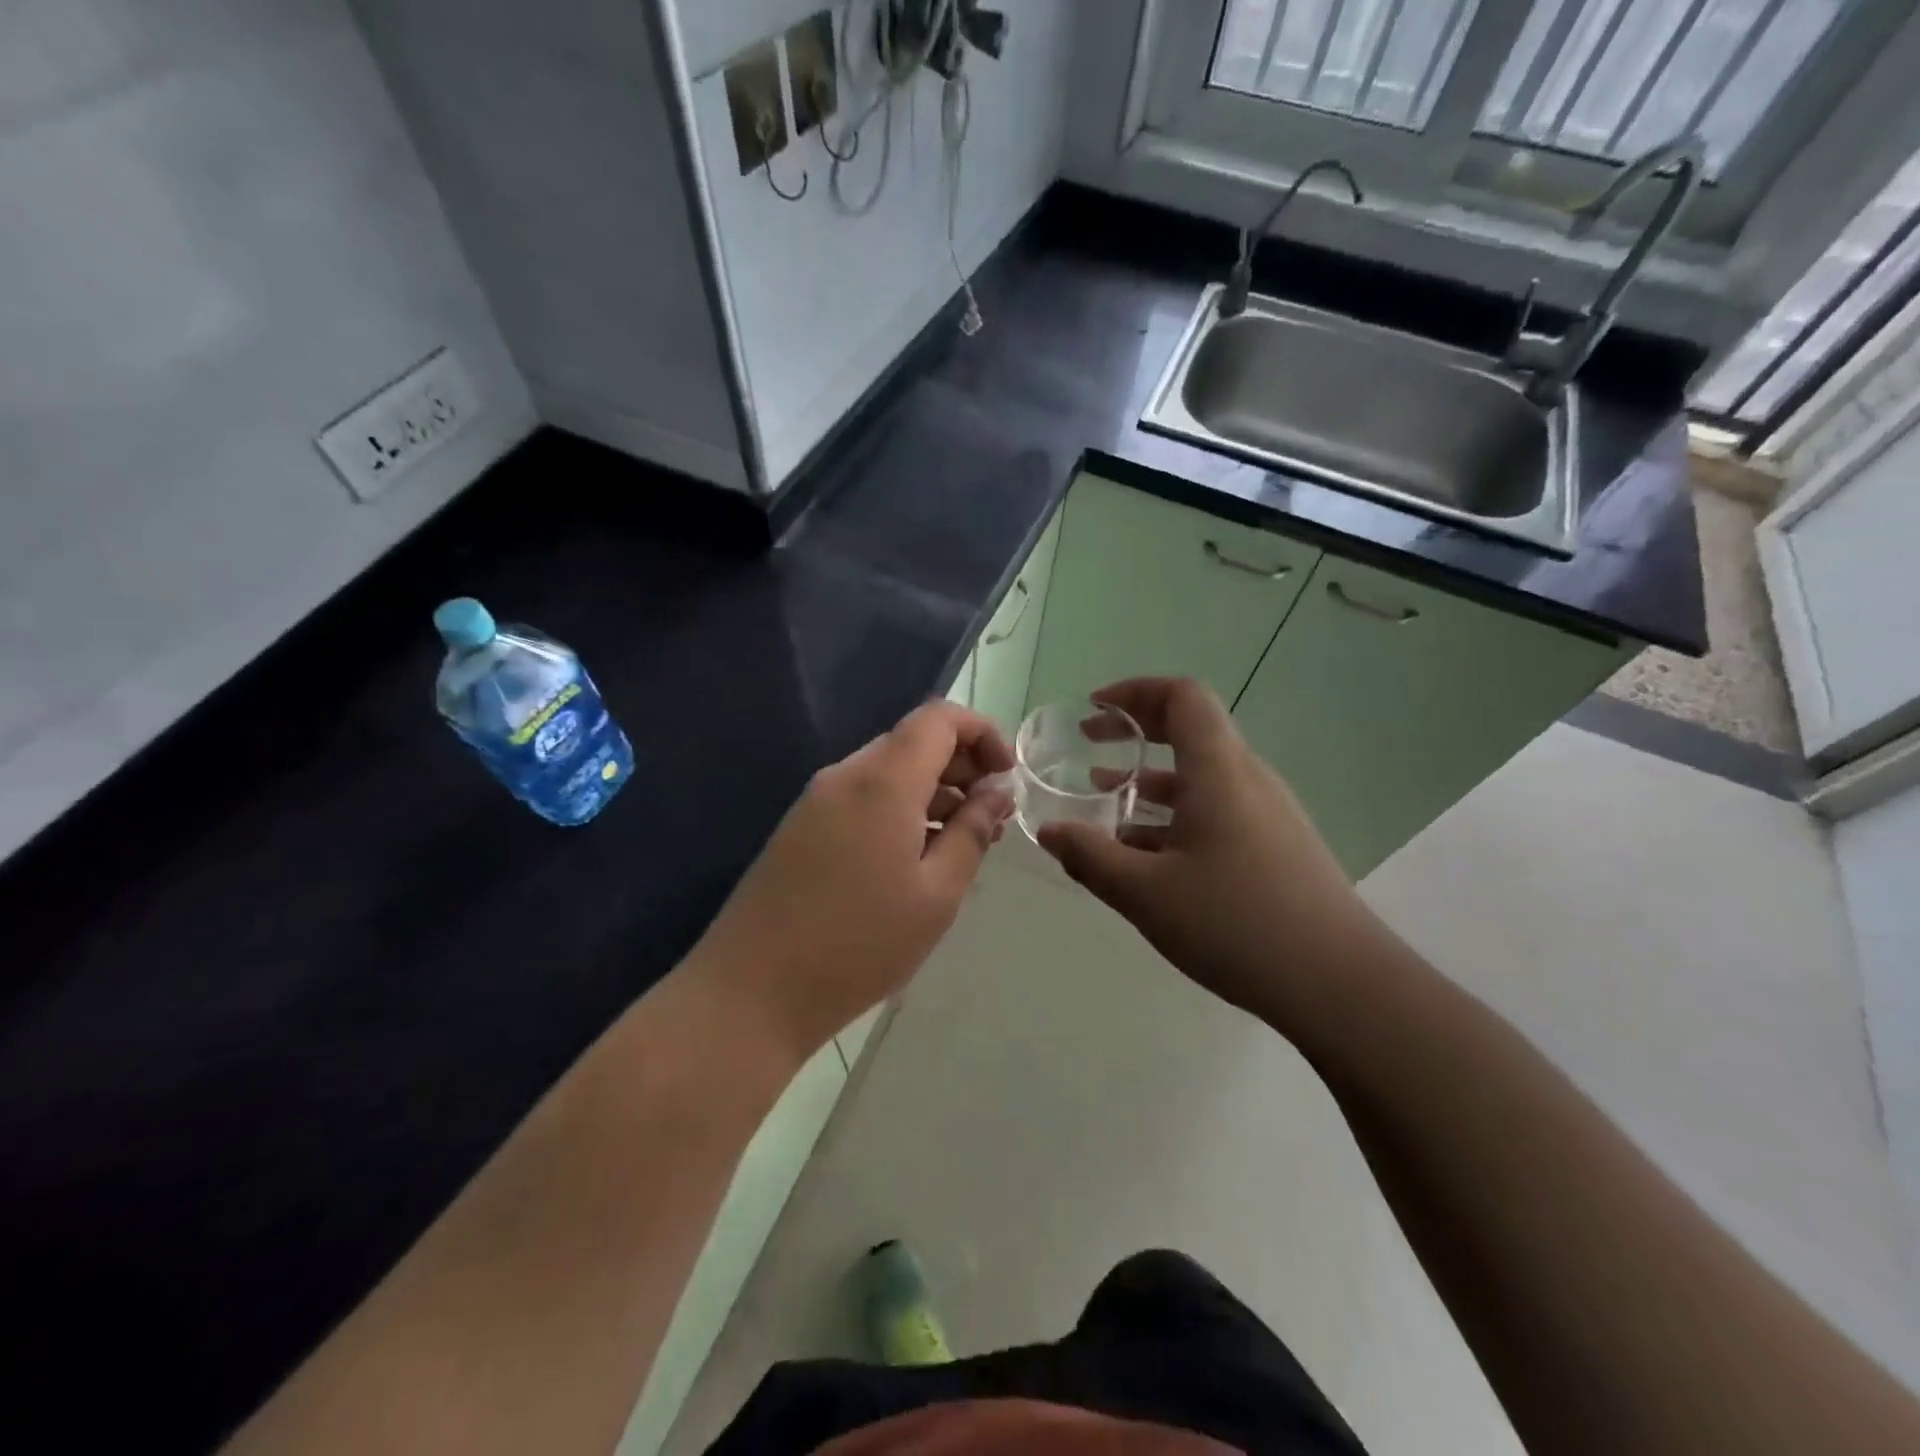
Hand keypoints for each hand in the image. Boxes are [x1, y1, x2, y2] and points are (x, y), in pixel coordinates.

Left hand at [689, 700, 1013, 1057]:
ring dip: (931, 791)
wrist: (751, 991)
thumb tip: (996, 791)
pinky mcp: (800, 827)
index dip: (982, 733)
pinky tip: (913, 859)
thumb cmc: (859, 945)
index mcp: (883, 781)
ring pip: (887, 771)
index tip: (1007, 777)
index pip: (939, 718)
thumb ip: (973, 832)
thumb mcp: (936, 894)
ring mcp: (816, 800)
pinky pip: (861, 797)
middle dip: (961, 766)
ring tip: (961, 844)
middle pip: (913, 741)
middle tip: (992, 817)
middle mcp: (846, 775)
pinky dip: (898, 810)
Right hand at [1037, 678, 1384, 1033]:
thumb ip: (1090, 857)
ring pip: (1201, 777)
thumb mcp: (1145, 893)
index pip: (1182, 697)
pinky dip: (1174, 815)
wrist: (1340, 984)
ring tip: (1105, 803)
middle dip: (1135, 733)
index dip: (1134, 692)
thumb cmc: (1236, 923)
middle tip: (1089, 746)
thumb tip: (1048, 832)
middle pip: (1191, 731)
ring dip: (1150, 780)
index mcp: (1219, 770)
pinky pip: (1217, 811)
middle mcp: (1247, 779)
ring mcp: (1267, 814)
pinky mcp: (1276, 847)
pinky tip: (1146, 856)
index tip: (1092, 709)